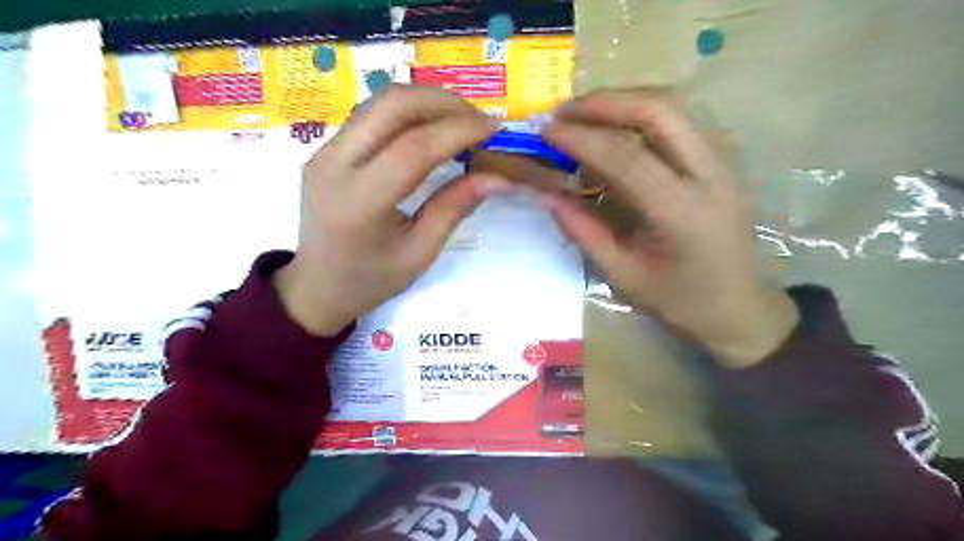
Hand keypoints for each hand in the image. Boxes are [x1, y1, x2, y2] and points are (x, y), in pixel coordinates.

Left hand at [276, 84, 506, 335]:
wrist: (317, 286)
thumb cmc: (371, 280)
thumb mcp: (420, 252)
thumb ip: (455, 207)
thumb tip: (498, 178)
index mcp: (359, 202)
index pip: (414, 148)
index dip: (459, 131)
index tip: (494, 127)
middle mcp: (334, 165)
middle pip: (392, 105)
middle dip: (443, 102)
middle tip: (478, 119)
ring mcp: (324, 152)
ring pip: (379, 102)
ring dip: (425, 101)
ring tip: (460, 120)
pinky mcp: (325, 149)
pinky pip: (371, 115)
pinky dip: (407, 112)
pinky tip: (430, 128)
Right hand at [542, 91, 797, 367]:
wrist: (741, 308)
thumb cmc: (681, 301)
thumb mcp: (623, 276)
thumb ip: (584, 233)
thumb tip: (547, 196)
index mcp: (682, 212)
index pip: (625, 156)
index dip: (581, 138)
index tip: (546, 130)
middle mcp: (710, 174)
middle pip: (659, 110)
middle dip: (605, 102)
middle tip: (564, 112)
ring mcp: (722, 162)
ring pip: (674, 106)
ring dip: (624, 102)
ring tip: (584, 115)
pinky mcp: (722, 161)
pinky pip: (680, 121)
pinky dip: (641, 115)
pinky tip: (616, 129)